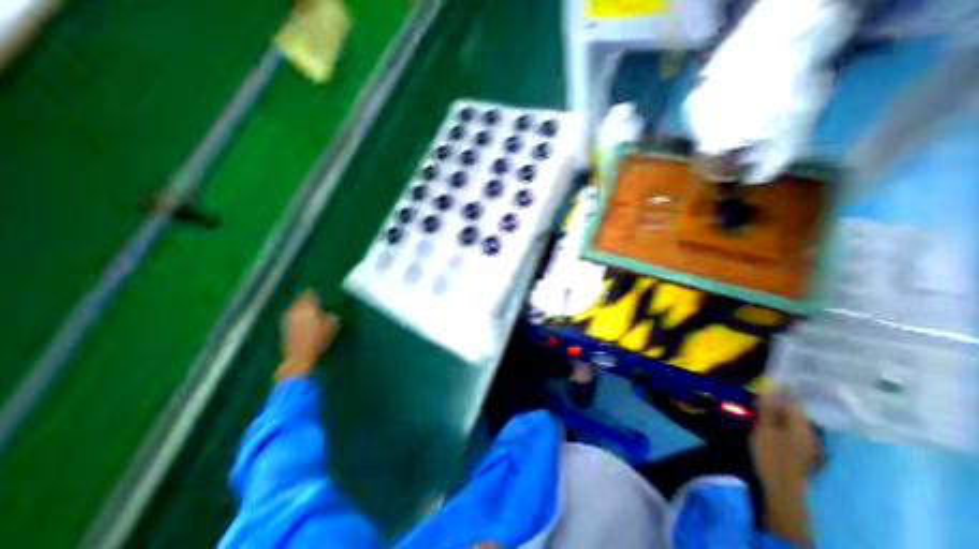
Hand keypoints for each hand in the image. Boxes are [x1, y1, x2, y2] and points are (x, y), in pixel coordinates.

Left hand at [276, 289, 340, 379]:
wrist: (299, 357)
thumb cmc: (319, 339)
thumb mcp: (333, 325)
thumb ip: (332, 315)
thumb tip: (329, 312)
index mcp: (308, 307)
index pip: (310, 294)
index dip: (314, 291)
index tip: (318, 290)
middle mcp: (296, 310)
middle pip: (300, 299)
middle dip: (306, 298)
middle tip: (314, 298)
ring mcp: (288, 319)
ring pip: (295, 307)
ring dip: (301, 306)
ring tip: (309, 308)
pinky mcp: (285, 327)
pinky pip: (292, 315)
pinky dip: (298, 314)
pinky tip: (304, 318)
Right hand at [751, 392, 820, 547]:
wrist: (782, 488)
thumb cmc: (771, 455)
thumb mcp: (764, 430)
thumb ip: (768, 409)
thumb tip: (771, 388)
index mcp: (802, 426)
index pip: (793, 401)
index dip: (783, 388)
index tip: (772, 376)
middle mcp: (810, 433)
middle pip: (795, 410)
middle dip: (782, 398)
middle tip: (765, 387)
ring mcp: (808, 444)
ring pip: (794, 419)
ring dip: (781, 409)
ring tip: (766, 400)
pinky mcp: (802, 451)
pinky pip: (792, 428)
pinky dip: (782, 419)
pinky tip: (773, 418)